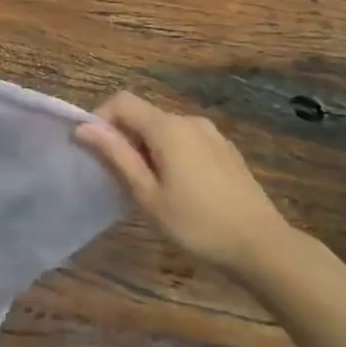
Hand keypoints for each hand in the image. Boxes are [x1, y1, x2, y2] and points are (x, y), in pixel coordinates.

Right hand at [76, 91, 291, 274]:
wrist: (262, 245)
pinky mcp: (225, 150)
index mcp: (167, 127)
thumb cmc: (197, 224)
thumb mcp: (148, 195)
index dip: (100, 119)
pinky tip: (179, 189)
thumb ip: (116, 156)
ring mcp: (211, 134)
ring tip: (148, 188)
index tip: (94, 152)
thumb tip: (83, 127)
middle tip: (119, 179)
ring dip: (147, 148)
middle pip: (143, 114)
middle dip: (123, 138)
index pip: (122, 101)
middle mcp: (189, 120)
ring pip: (164, 129)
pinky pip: (186, 140)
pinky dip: (170, 153)